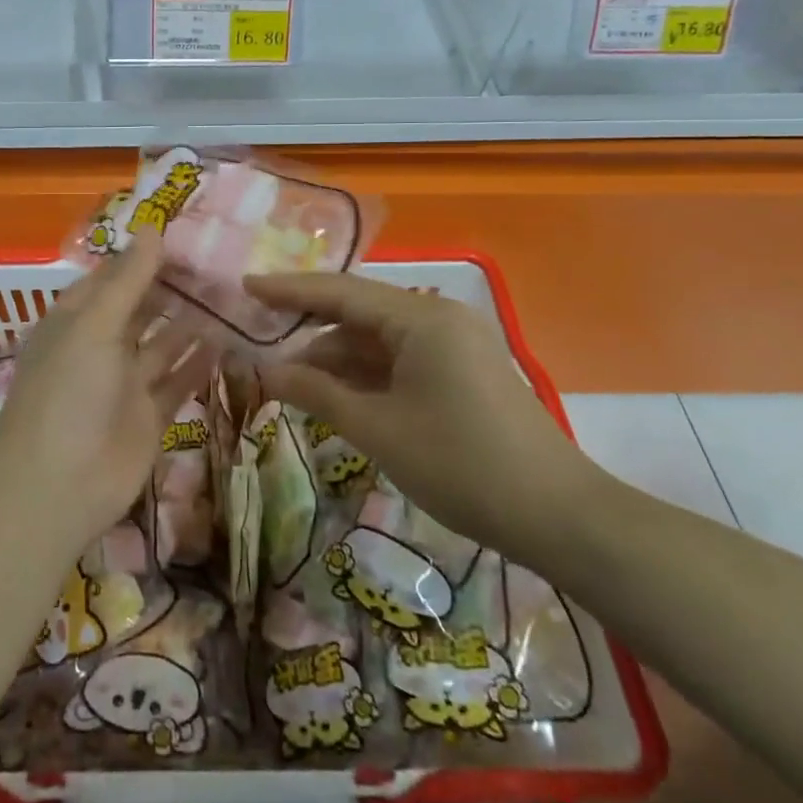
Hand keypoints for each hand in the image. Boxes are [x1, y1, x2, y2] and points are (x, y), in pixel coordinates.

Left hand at [0, 232, 213, 551]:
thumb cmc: (68, 392)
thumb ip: (127, 281)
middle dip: (174, 288)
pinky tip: (229, 340)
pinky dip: (200, 363)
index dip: (145, 257)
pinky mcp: (149, 417)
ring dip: (192, 322)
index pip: (113, 278)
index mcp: (76, 320)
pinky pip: (178, 381)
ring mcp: (125, 384)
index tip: (188, 236)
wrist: (58, 486)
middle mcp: (100, 347)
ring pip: (164, 344)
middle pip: (141, 308)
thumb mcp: (94, 325)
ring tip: (233, 294)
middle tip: (222, 263)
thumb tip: (153, 229)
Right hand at [245, 272, 610, 567]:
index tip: (245, 287)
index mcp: (421, 318)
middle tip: (256, 333)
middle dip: (308, 326)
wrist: (557, 515)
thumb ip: (318, 393)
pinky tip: (332, 392)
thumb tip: (267, 372)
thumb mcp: (378, 429)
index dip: (289, 290)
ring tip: (286, 377)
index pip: (340, 292)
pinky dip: (364, 373)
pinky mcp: (461, 371)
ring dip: (334, 356)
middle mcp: (438, 318)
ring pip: (378, 339)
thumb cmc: (461, 465)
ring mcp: (454, 344)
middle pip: (358, 311)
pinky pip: (400, 359)